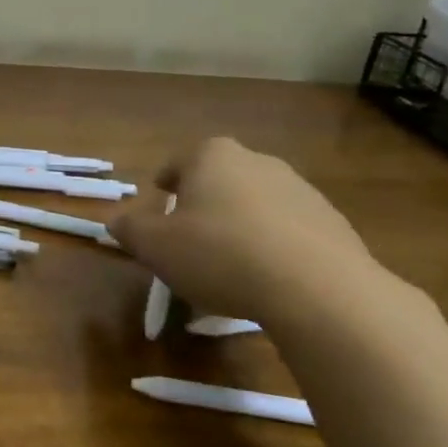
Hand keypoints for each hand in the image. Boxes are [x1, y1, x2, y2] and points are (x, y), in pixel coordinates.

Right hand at [109, 138, 373, 326]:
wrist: (319, 290)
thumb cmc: (220, 255)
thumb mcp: (156, 246)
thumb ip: (130, 230)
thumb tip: (114, 222)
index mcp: (212, 156)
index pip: (179, 161)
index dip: (166, 183)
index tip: (161, 202)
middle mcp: (258, 161)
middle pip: (220, 178)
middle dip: (205, 202)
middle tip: (191, 236)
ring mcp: (301, 190)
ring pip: (257, 203)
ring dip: (242, 224)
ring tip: (231, 264)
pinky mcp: (333, 223)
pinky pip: (290, 231)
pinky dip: (275, 246)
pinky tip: (269, 279)